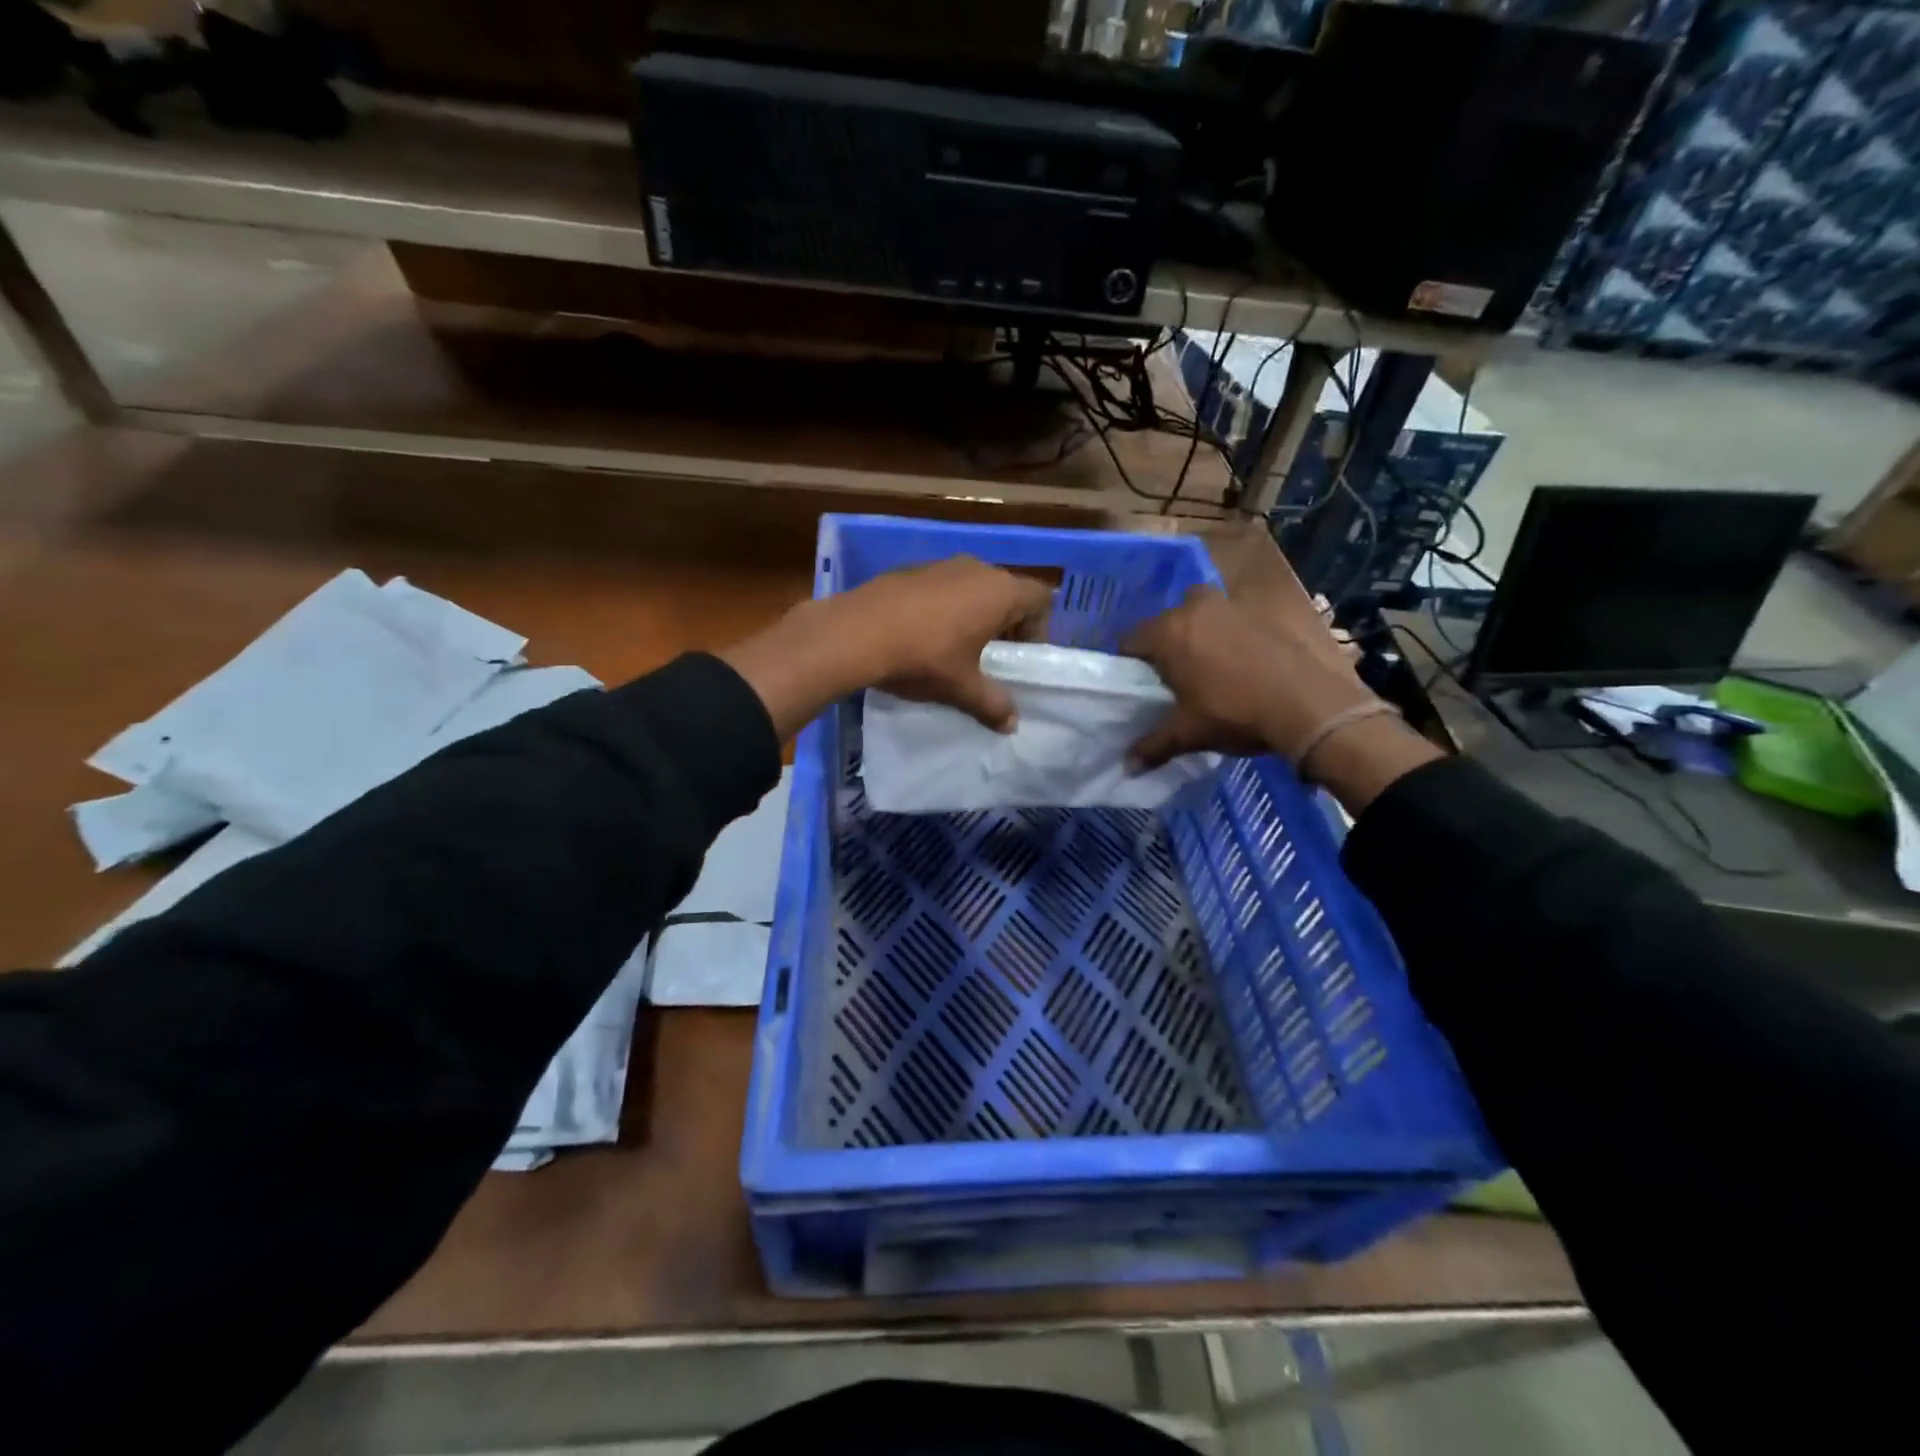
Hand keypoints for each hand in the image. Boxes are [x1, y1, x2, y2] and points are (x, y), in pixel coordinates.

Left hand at [829, 557, 1052, 729]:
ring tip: (955, 649)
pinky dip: (943, 607)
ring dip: (973, 614)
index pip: (1041, 599)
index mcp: (1000, 592)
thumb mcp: (962, 688)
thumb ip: (993, 704)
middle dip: (1006, 624)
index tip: (1019, 657)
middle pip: (1007, 591)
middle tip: (991, 657)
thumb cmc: (923, 658)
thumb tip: (1011, 724)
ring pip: (973, 587)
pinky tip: (921, 635)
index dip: (1039, 628)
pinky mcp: (910, 569)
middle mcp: (976, 569)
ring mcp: (941, 565)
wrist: (855, 633)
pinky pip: (942, 587)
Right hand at [1124, 584, 1379, 768]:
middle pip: (1166, 622)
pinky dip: (1233, 633)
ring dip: (1200, 630)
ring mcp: (1233, 605)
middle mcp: (1196, 608)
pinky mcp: (1265, 611)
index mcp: (1169, 633)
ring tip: (1211, 664)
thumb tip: (1128, 766)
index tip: (1140, 684)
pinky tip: (1245, 661)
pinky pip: (1235, 617)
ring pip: (1202, 612)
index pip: (1130, 640)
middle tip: (1176, 676)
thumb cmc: (1236, 714)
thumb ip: (1154, 746)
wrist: (1310, 705)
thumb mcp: (1189, 734)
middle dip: (1167, 644)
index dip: (1130, 663)